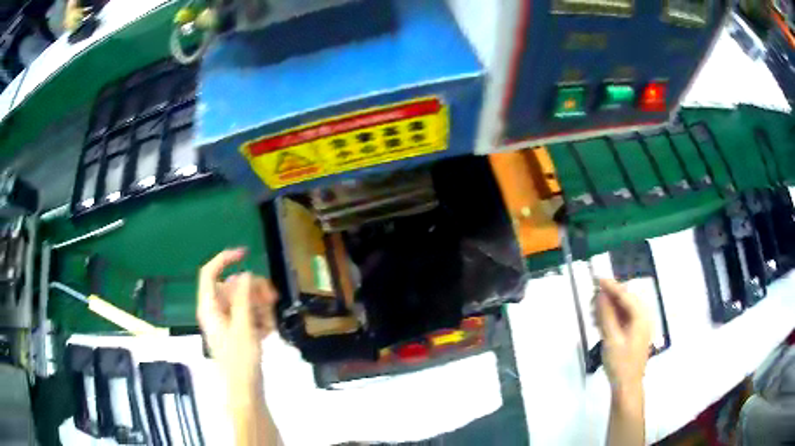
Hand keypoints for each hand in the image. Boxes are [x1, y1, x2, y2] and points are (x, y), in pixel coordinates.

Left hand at [197, 249, 277, 378]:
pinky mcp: (237, 330)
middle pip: (232, 286)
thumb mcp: (243, 326)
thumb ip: (243, 297)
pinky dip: (260, 319)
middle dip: (252, 290)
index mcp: (209, 306)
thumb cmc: (240, 359)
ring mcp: (227, 321)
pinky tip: (269, 332)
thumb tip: (245, 273)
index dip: (225, 259)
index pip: (210, 272)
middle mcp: (216, 310)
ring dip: (259, 306)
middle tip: (271, 298)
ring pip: (243, 300)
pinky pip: (248, 314)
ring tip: (270, 323)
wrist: (245, 389)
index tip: (246, 254)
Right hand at [595, 278, 650, 392]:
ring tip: (593, 313)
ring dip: (609, 308)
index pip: (625, 295)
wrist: (627, 386)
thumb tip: (600, 295)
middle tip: (592, 299)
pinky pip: (623, 319)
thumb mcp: (611, 339)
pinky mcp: (635, 334)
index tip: (596, 278)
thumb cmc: (620, 363)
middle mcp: (643, 317)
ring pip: (624, 309)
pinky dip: (612, 318)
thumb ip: (606, 316)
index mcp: (641, 317)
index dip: (611, 286)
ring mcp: (640, 326)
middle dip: (609, 298)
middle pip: (625, 300)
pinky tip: (600, 322)